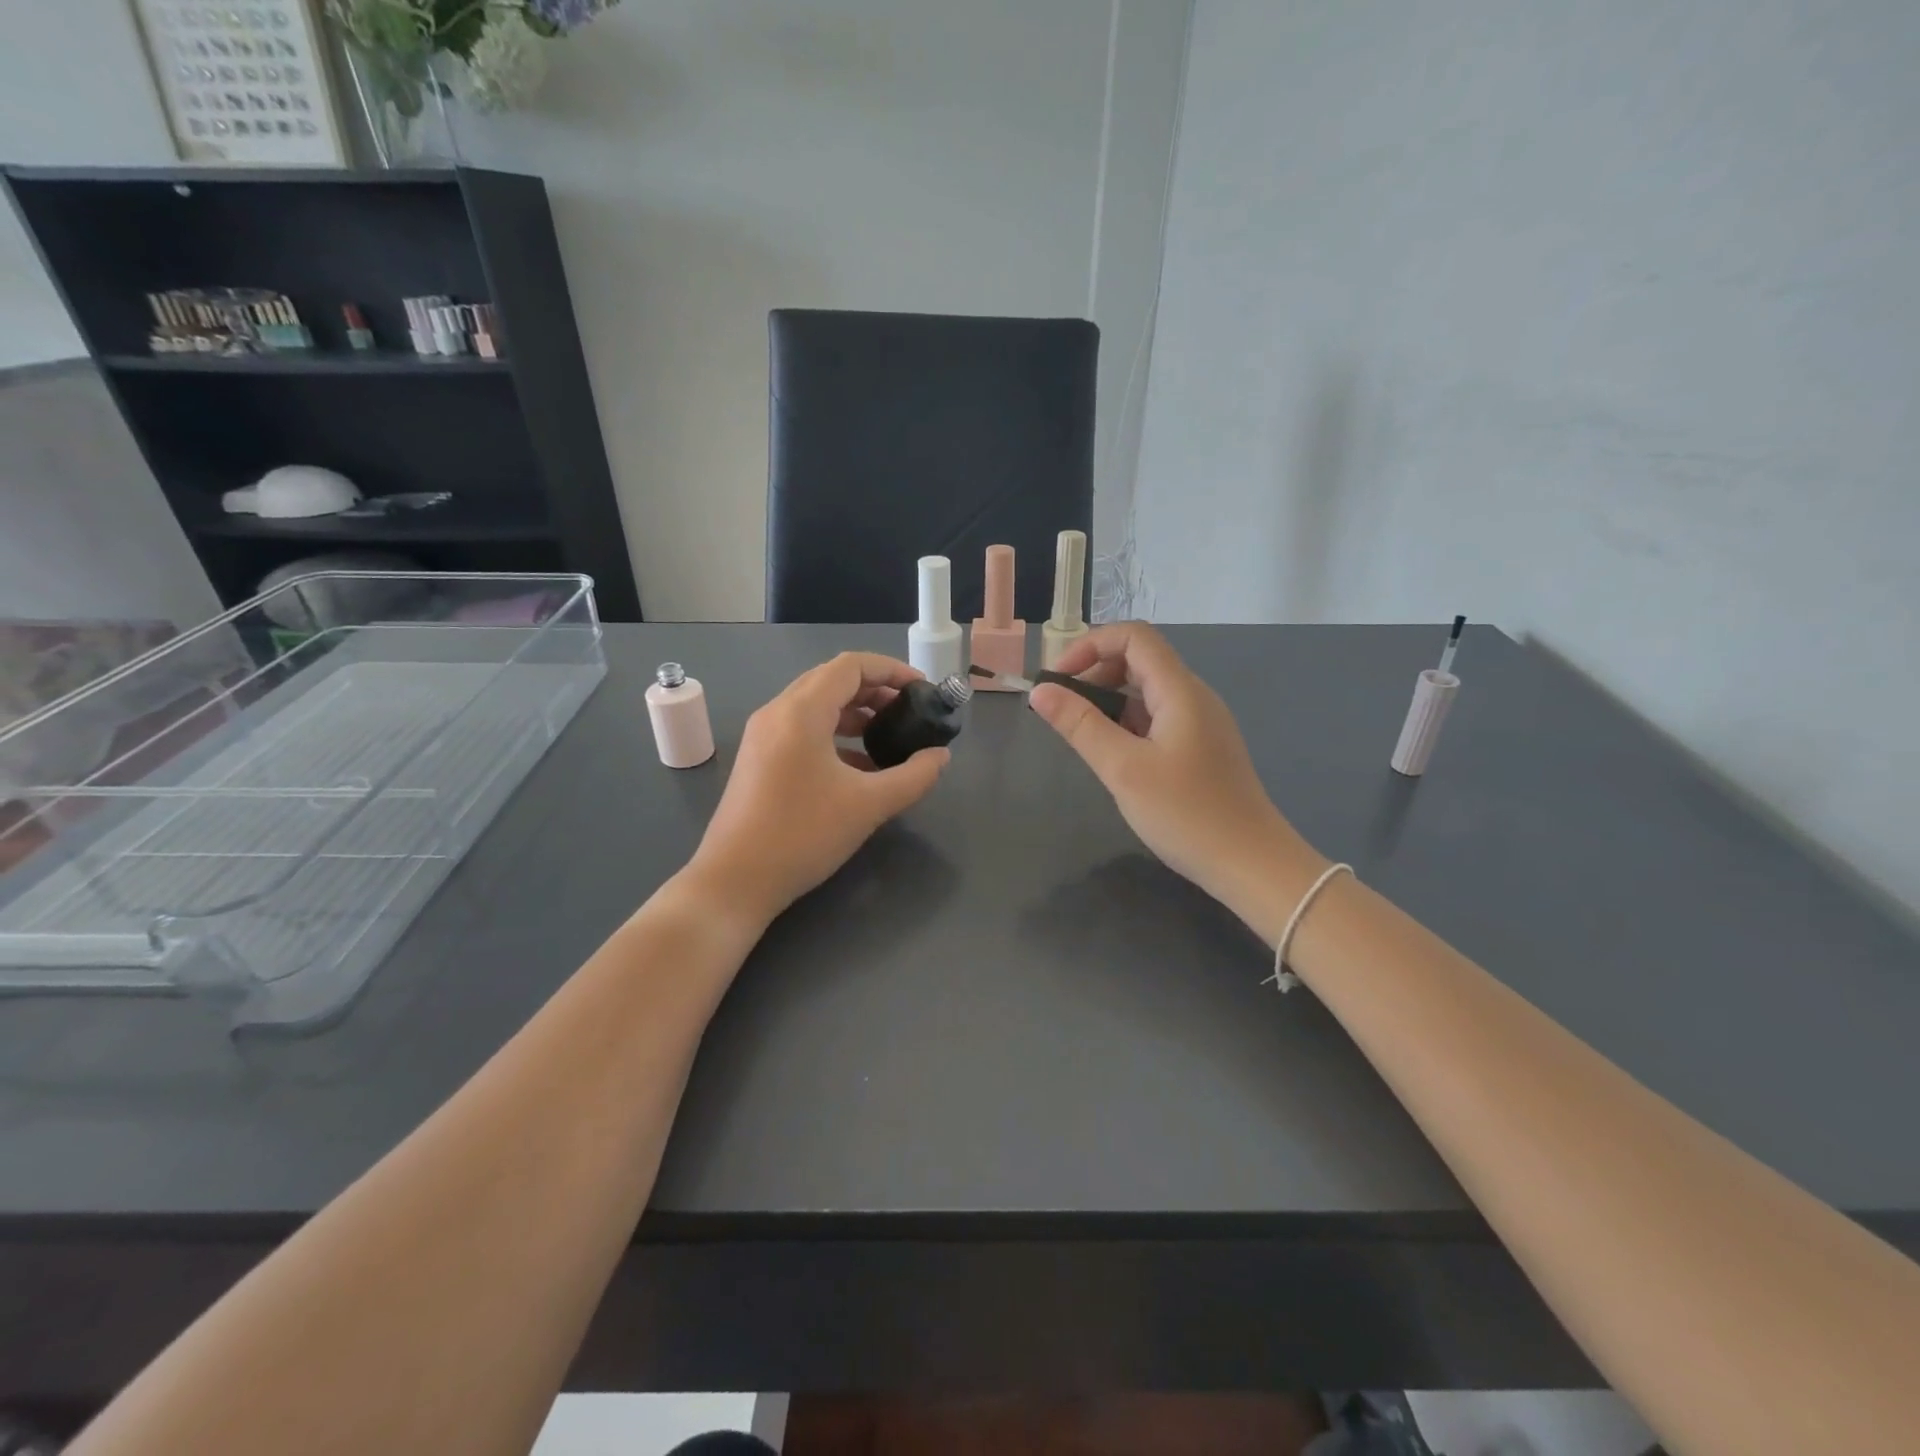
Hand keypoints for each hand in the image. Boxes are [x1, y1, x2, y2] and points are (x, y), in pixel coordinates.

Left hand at [689, 652, 949, 924]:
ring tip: (888, 735)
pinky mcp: (758, 759)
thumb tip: (940, 757)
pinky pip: (802, 730)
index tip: (921, 690)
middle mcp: (777, 712)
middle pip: (832, 680)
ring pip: (816, 705)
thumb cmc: (803, 835)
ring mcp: (763, 736)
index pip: (851, 666)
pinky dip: (834, 734)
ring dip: (854, 712)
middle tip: (908, 711)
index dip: (891, 670)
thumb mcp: (868, 805)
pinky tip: (859, 765)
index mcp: (801, 712)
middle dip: (875, 689)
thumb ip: (913, 777)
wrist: (734, 881)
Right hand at [1029, 623, 1323, 938]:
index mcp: (1180, 691)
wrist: (1251, 865)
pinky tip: (1112, 755)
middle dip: (1094, 673)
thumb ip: (1080, 725)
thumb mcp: (1123, 769)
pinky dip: (1127, 723)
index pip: (1134, 637)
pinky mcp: (1200, 748)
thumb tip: (1040, 692)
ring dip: (1108, 700)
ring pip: (1146, 691)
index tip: (1057, 681)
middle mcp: (1193, 697)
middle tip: (1063, 711)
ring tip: (1081, 735)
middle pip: (1139, 660)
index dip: (1090, 646)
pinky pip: (1157, 718)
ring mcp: (1200, 723)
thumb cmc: (1186, 814)